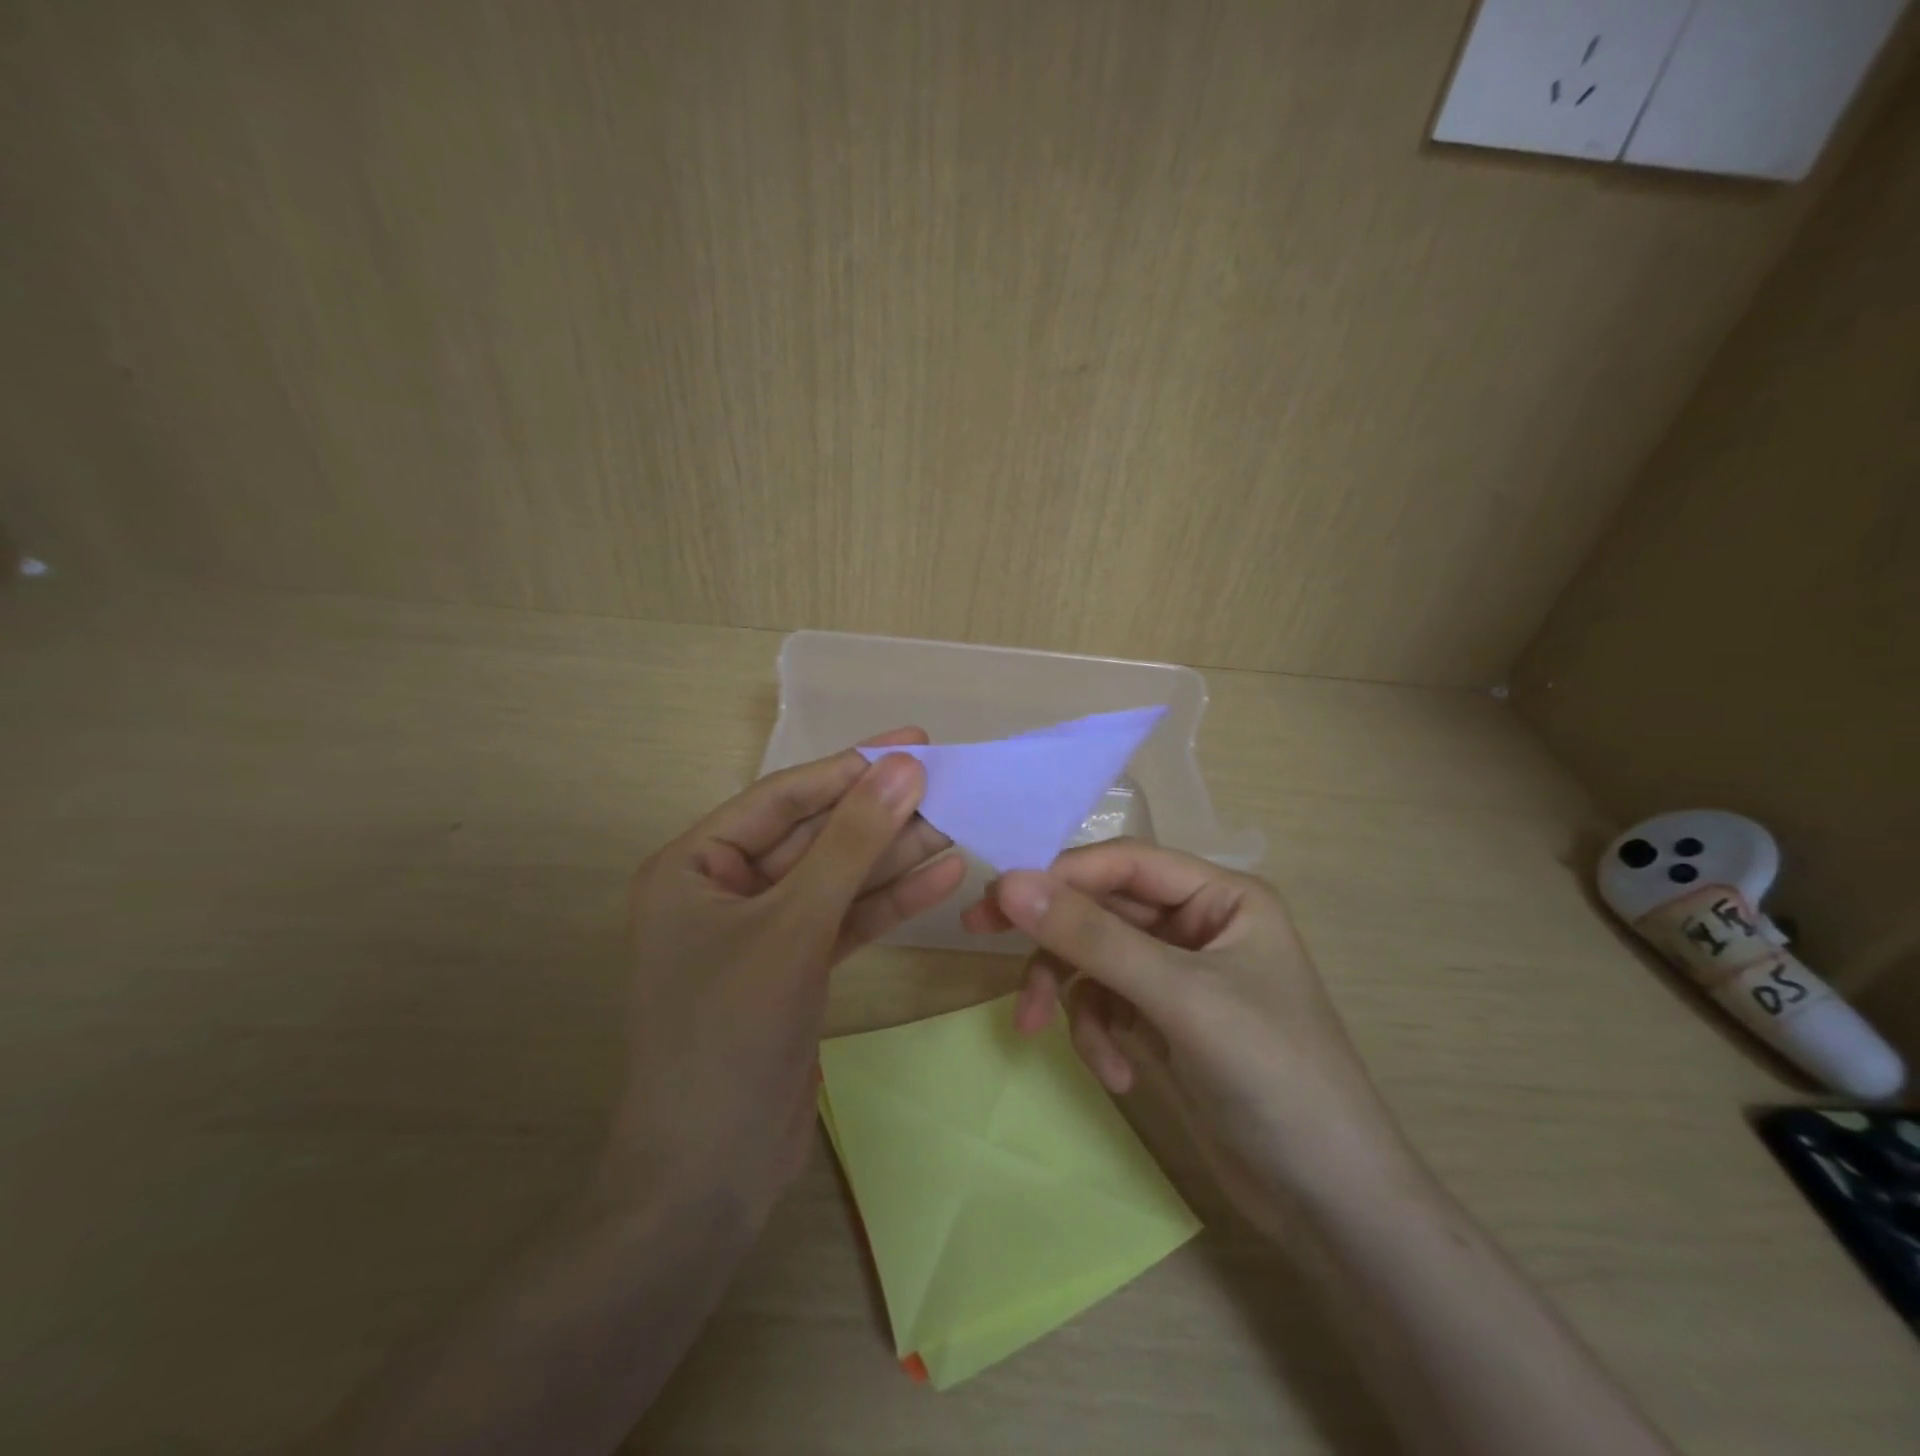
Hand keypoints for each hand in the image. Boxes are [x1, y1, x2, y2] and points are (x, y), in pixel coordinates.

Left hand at [607, 731, 965, 1219]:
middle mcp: (724, 890)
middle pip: (814, 836)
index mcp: (693, 866)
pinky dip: (889, 902)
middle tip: (947, 782)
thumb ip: (851, 845)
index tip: (914, 742)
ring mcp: (764, 932)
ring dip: (893, 856)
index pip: (782, 799)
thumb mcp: (794, 926)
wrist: (711, 1176)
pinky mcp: (795, 969)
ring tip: (957, 824)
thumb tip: (902, 768)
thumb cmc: (730, 1035)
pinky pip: (845, 921)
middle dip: (879, 814)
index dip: (850, 768)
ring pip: (837, 879)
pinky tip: (942, 876)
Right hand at [963, 840, 1411, 1225]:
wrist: (1331, 1204)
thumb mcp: (1179, 998)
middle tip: (980, 936)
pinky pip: (1107, 1003)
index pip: (1123, 862)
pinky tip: (1118, 1075)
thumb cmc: (1272, 1076)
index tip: (996, 898)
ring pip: (1094, 958)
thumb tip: (1008, 882)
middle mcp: (1198, 924)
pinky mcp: (1165, 1021)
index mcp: (1220, 896)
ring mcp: (1179, 975)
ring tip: (1048, 1038)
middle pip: (1101, 909)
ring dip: (1072, 996)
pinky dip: (1098, 1033)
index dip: (1059, 874)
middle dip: (1053, 939)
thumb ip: (1092, 938)